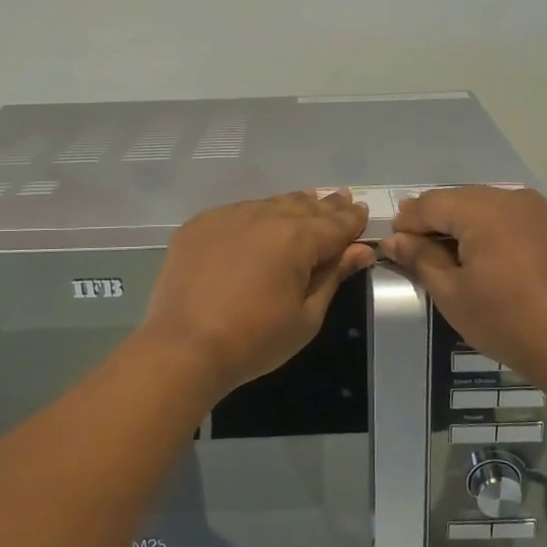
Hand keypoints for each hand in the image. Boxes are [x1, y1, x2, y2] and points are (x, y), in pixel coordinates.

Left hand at [140, 190, 376, 398]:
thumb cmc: (254, 341)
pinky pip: (238, 211)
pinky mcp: (199, 225)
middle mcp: (264, 216)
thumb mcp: (306, 317)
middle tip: (342, 198)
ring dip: (292, 204)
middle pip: (304, 207)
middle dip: (326, 206)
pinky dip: (256, 212)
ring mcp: (227, 217)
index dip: (352, 219)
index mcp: (296, 239)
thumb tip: (361, 250)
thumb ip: (333, 277)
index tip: (363, 211)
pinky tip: (261, 217)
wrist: (183, 347)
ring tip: (308, 200)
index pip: (335, 224)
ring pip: (270, 204)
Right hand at [382, 187, 546, 389]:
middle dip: (435, 221)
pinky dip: (491, 228)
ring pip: (484, 204)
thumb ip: (420, 258)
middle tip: (420, 254)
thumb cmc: (505, 321)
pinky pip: (509, 215)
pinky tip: (488, 257)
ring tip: (454, 258)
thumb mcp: (451, 294)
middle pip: (458, 199)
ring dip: (463, 224)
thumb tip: (394, 240)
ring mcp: (537, 208)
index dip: (407, 223)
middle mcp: (510, 198)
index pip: (430, 203)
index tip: (396, 248)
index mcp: (482, 210)